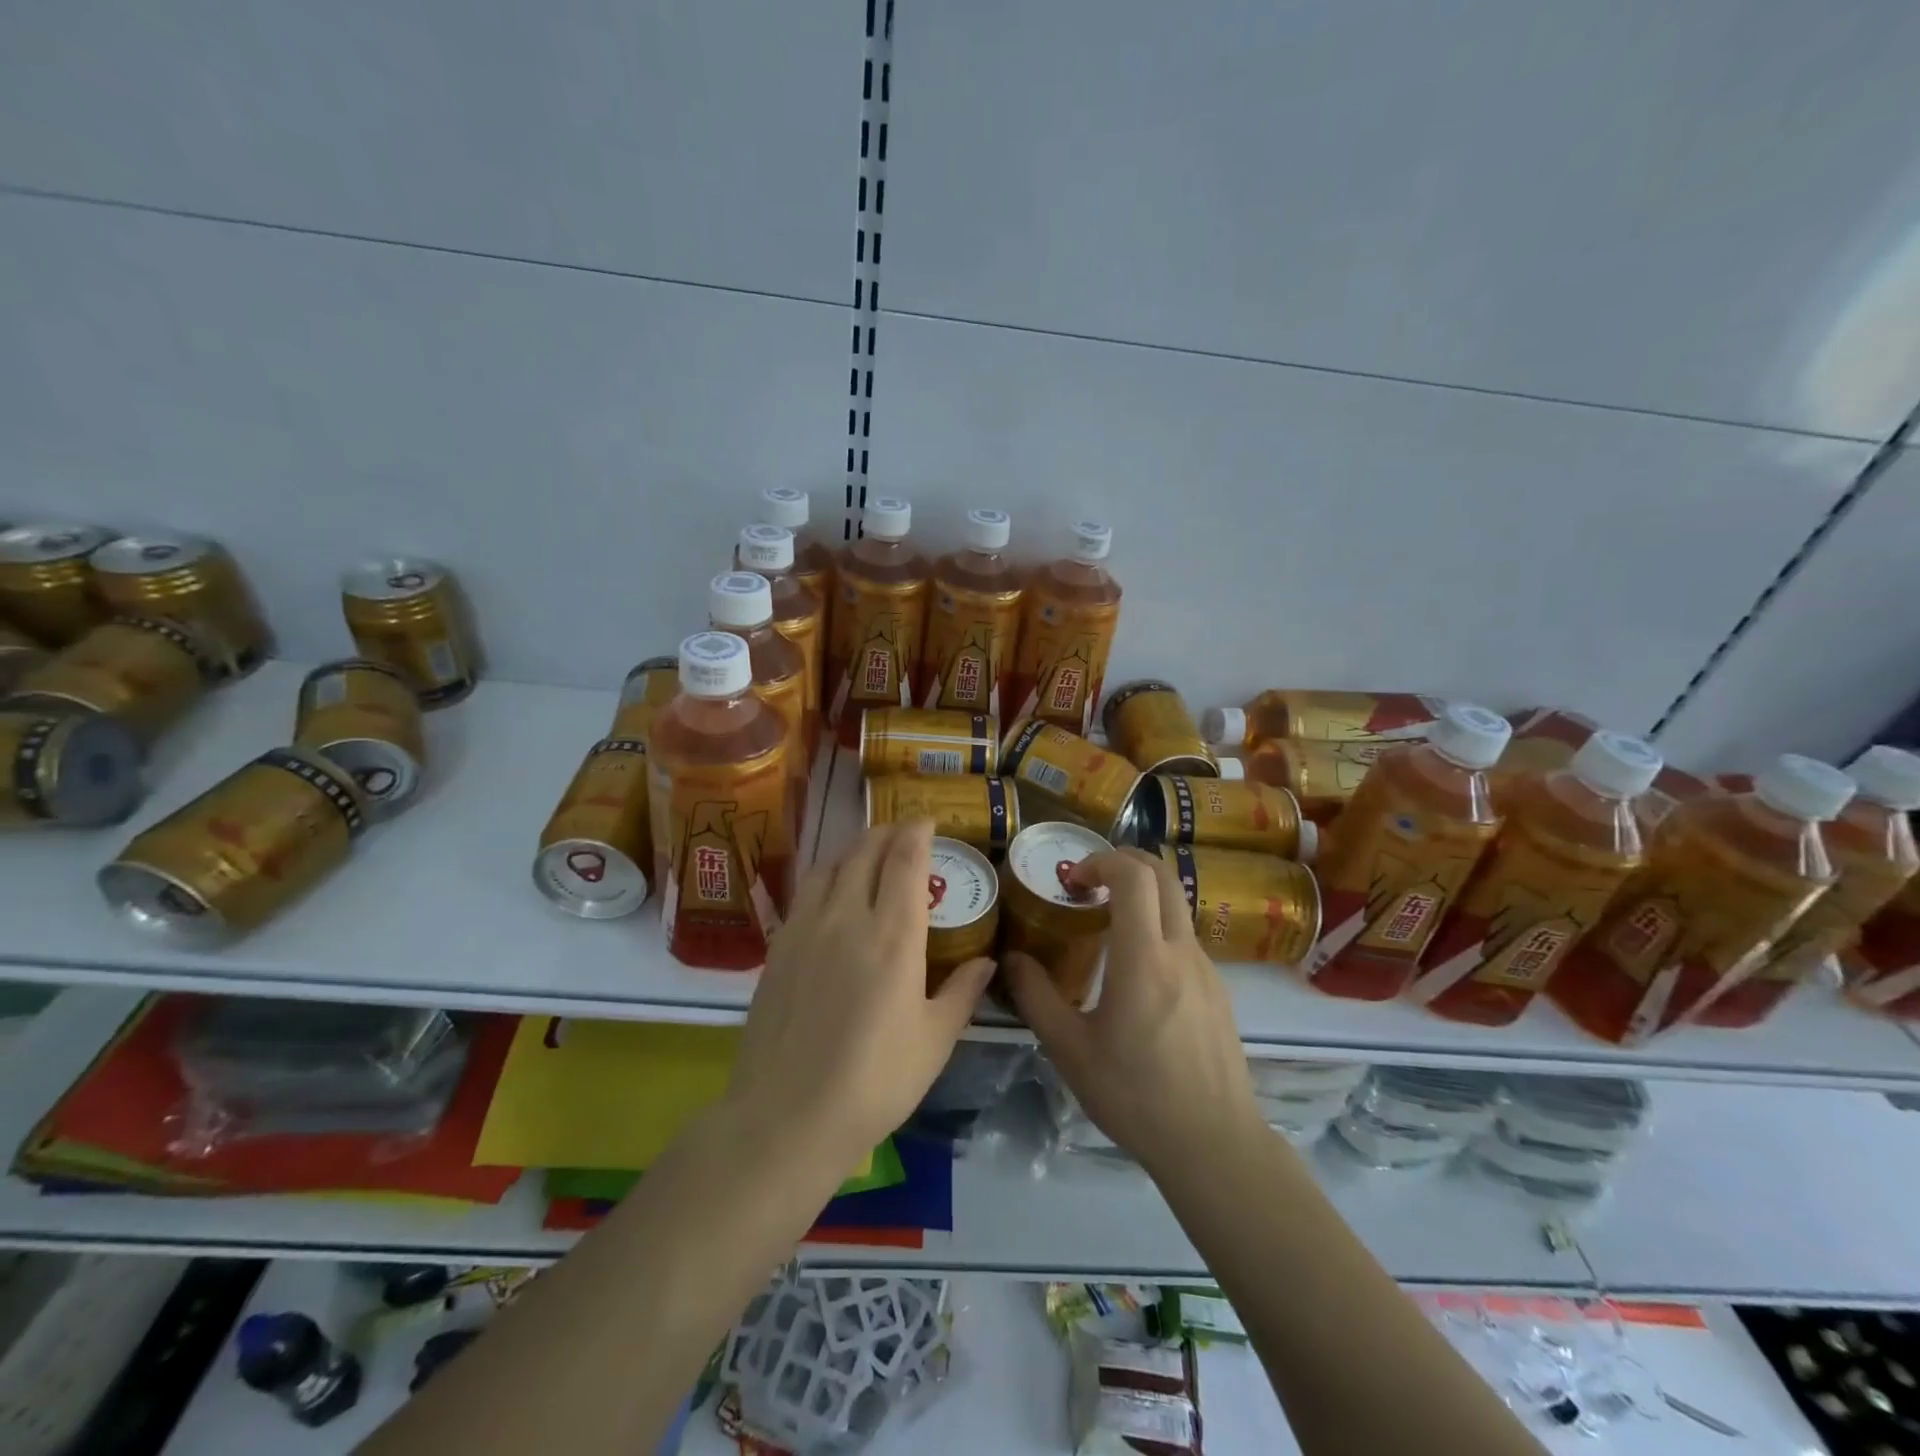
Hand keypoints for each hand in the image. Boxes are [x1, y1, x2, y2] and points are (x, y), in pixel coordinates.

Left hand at [728, 820, 995, 1171]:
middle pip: (865, 851)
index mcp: (894, 936)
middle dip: (887, 832)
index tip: (928, 820)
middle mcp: (848, 917)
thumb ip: (962, 993)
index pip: (905, 859)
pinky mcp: (778, 947)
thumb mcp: (934, 1042)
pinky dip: (827, 876)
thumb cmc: (874, 1082)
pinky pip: (806, 892)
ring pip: (831, 865)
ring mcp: (806, 928)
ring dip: (854, 850)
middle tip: (904, 834)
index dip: (917, 831)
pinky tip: (833, 896)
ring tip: (869, 857)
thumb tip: (986, 962)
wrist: (786, 1116)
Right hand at [1004, 848, 1262, 1178]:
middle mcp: (1181, 951)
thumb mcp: (1070, 1050)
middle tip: (1089, 882)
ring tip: (1104, 928)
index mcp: (1143, 958)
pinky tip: (1135, 974)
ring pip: (1176, 906)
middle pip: (1163, 875)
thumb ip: (1036, 997)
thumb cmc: (1135, 1095)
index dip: (1101, 860)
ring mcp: (1207, 969)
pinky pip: (1185, 939)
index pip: (1133, 876)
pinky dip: (1157, 929)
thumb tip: (1011, 959)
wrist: (1213, 1144)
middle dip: (1124, 861)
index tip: (1072, 880)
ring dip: (1142, 896)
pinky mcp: (1218, 990)